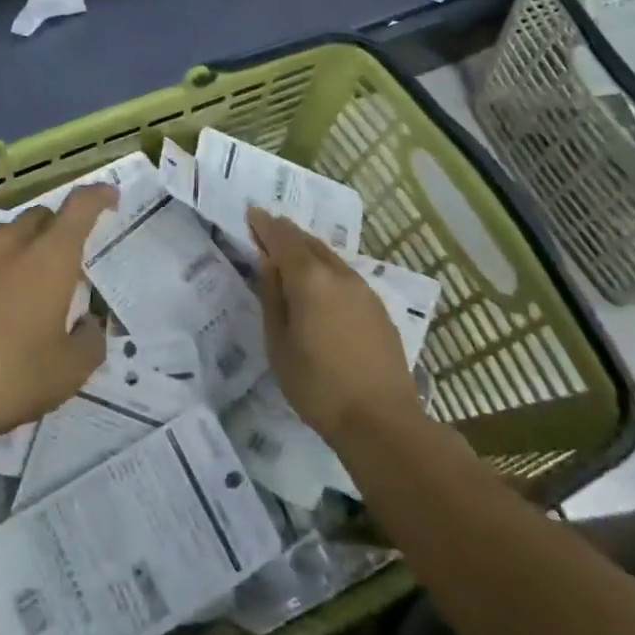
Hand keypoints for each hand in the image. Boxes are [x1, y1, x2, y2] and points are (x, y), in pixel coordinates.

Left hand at [0, 185, 114, 439]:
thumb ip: (90, 340)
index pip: (80, 206)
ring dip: (20, 249)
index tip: (109, 197)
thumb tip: (89, 324)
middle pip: (40, 217)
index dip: (98, 196)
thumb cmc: (9, 377)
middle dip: (57, 230)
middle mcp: (10, 244)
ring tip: (21, 285)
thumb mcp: (68, 372)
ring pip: (3, 235)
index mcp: (49, 257)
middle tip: (63, 263)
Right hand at [248, 209, 422, 442]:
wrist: (382, 422)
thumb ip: (272, 297)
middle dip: (286, 234)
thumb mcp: (279, 343)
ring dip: (307, 251)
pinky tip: (320, 287)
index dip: (265, 225)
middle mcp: (339, 274)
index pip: (283, 239)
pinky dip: (326, 271)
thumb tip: (269, 264)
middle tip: (267, 231)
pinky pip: (344, 276)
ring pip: (329, 257)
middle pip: (308, 242)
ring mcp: (363, 290)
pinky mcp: (378, 309)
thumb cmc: (318, 385)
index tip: (251, 213)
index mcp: (310, 278)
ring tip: (290, 257)